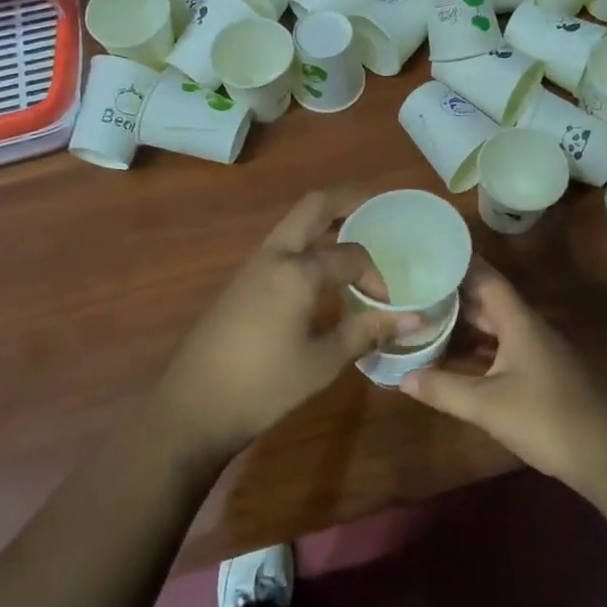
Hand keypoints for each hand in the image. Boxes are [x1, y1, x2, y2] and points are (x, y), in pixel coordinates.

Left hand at [152, 189, 417, 463]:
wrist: (192, 408)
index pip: (351, 255)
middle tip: (376, 204)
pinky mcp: (240, 281)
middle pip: (314, 206)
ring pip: (294, 224)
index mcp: (297, 271)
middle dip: (348, 199)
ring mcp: (252, 265)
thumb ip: (367, 332)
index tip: (386, 306)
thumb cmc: (264, 386)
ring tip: (354, 234)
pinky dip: (307, 243)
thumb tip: (414, 319)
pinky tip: (320, 273)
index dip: (375, 276)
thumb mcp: (323, 362)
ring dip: (324, 221)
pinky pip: (281, 246)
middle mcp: (274, 255)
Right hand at [399, 262, 606, 484]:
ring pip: (496, 325)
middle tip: (418, 284)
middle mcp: (528, 328)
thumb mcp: (487, 406)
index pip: (486, 278)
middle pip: (489, 299)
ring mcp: (537, 351)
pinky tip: (457, 354)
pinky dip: (479, 345)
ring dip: (466, 319)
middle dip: (456, 291)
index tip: (432, 251)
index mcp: (518, 322)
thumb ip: (444, 389)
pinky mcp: (541, 373)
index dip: (460, 263)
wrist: (604, 456)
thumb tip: (402, 377)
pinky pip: (503, 346)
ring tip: (429, 313)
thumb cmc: (544, 419)